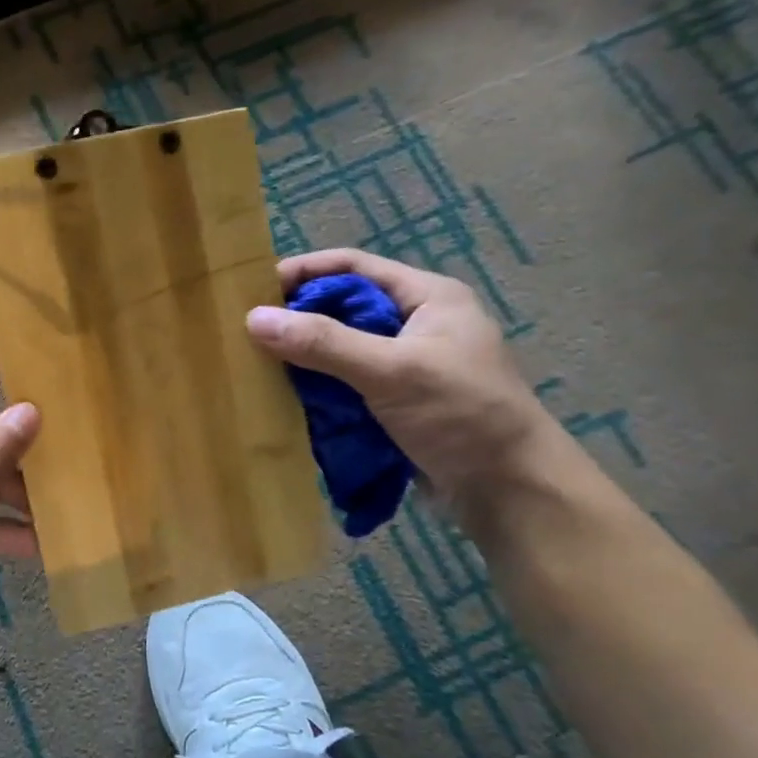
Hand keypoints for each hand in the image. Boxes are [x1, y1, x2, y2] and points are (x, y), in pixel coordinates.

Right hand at [245, 249, 563, 507]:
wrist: (508, 490)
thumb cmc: (461, 414)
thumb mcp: (392, 371)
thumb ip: (324, 343)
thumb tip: (253, 319)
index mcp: (427, 298)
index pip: (354, 266)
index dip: (305, 270)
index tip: (255, 289)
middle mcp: (416, 324)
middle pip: (343, 307)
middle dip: (298, 318)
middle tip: (249, 332)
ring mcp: (405, 366)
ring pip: (341, 349)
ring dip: (304, 357)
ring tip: (257, 365)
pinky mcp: (395, 403)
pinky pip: (345, 384)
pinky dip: (317, 388)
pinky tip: (286, 398)